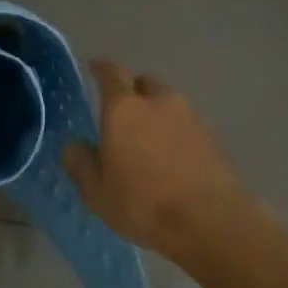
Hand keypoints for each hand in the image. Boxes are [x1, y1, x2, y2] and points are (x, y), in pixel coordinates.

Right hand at [63, 61, 250, 259]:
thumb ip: (80, 163)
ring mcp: (190, 117)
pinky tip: (170, 156)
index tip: (94, 66)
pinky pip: (186, 124)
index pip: (112, 74)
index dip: (101, 68)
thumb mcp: (97, 192)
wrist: (211, 221)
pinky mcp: (212, 137)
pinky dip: (175, 132)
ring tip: (146, 138)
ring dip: (155, 112)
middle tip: (121, 110)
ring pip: (167, 103)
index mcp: (124, 108)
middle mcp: (158, 102)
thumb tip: (74, 145)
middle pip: (144, 83)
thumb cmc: (143, 203)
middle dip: (131, 90)